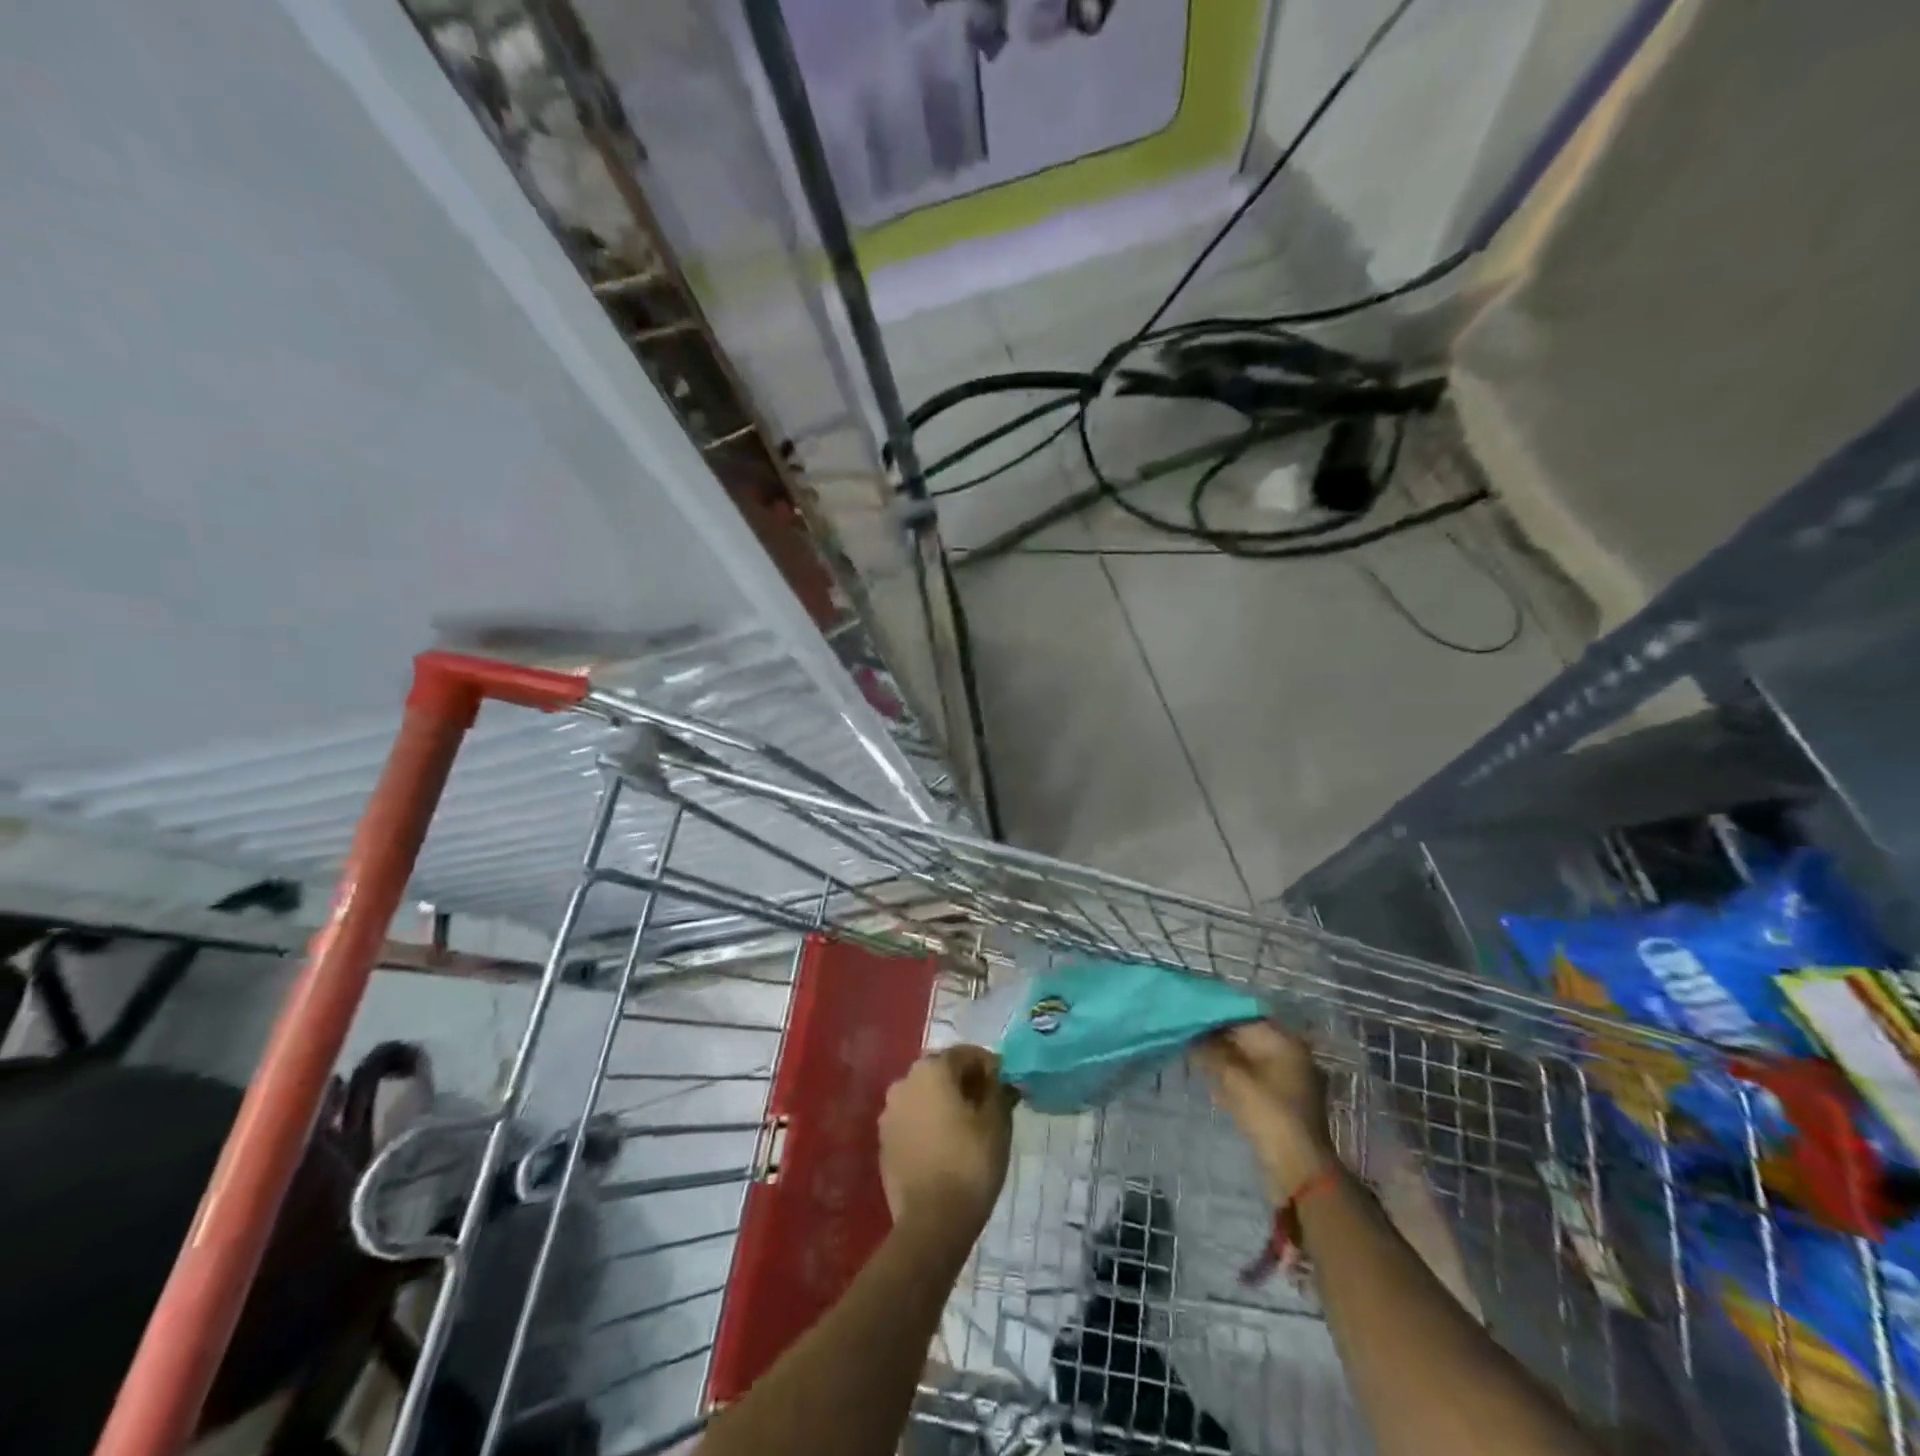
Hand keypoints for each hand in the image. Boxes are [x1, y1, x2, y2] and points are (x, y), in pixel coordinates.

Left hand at [879, 1046, 1015, 1248]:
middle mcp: (904, 1081)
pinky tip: (944, 1146)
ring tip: (966, 1128)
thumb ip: (998, 1090)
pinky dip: (928, 1124)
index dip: (988, 1066)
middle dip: (964, 1082)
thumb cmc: (970, 1162)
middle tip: (987, 1106)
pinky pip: (911, 1120)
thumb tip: (999, 1076)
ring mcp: (889, 1112)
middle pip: (941, 1071)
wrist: (932, 1221)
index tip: (1005, 1086)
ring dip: (944, 1102)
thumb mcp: (996, 1122)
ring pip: (924, 1095)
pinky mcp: (884, 1141)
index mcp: (931, 1069)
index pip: (965, 1053)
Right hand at [1193, 1021, 1337, 1202]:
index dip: (1215, 1014)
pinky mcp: (1282, 1099)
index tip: (1188, 1015)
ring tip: (1194, 1056)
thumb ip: (1210, 1050)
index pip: (1243, 1015)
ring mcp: (1288, 1078)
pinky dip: (1233, 1075)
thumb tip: (1191, 1032)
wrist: (1298, 1168)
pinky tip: (1213, 1082)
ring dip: (1223, 1057)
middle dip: (1217, 1036)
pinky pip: (1253, 1076)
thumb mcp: (1233, 1078)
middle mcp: (1290, 1054)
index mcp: (1284, 1042)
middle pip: (1246, 1036)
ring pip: (1247, 1057)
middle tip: (1187, 1036)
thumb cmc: (1267, 1114)